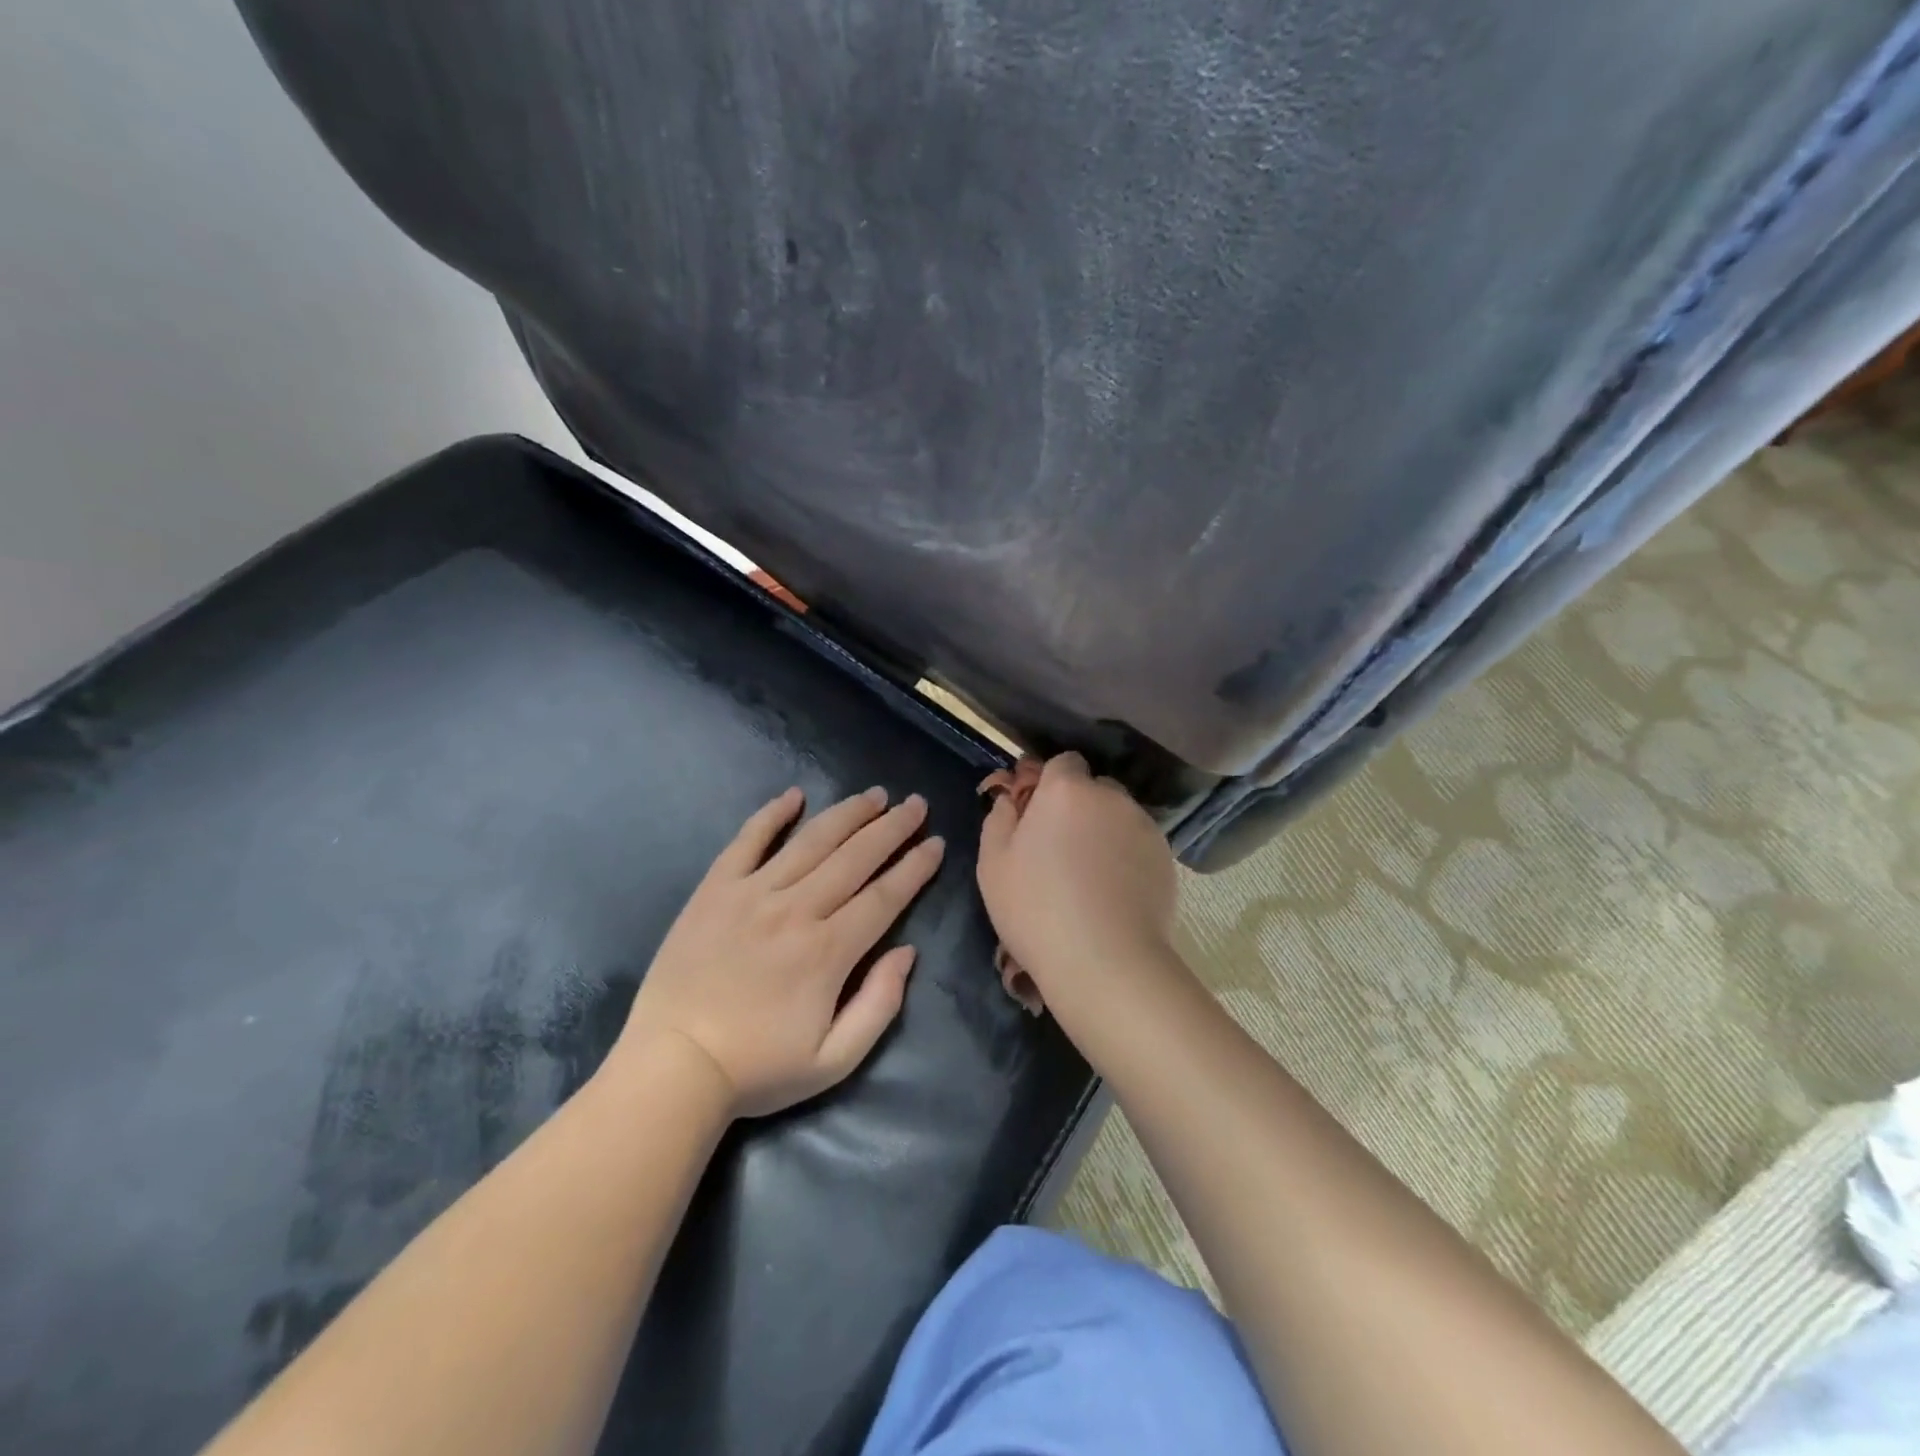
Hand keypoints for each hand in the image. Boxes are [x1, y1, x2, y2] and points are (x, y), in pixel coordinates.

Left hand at [617, 786, 945, 1117]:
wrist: (673, 1067)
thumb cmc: (758, 1068)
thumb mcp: (834, 1060)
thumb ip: (879, 1004)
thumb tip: (907, 952)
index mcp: (828, 951)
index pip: (884, 896)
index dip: (915, 867)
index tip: (936, 844)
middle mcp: (796, 910)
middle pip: (855, 857)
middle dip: (892, 827)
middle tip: (915, 804)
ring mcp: (752, 893)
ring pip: (811, 841)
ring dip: (847, 813)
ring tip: (874, 795)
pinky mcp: (715, 889)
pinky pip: (747, 841)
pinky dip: (771, 814)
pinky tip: (794, 796)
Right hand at [976, 754, 1179, 1015]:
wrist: (1104, 961)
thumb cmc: (1036, 908)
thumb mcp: (993, 864)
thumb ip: (999, 819)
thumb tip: (1010, 800)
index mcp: (1066, 790)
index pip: (1064, 762)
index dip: (1050, 783)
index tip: (1037, 813)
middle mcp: (1111, 797)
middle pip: (1094, 788)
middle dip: (1079, 806)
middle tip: (1060, 847)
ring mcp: (1144, 827)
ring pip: (1118, 816)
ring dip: (1104, 831)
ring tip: (1090, 875)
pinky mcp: (1166, 858)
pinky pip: (1138, 844)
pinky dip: (1126, 857)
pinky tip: (1113, 892)